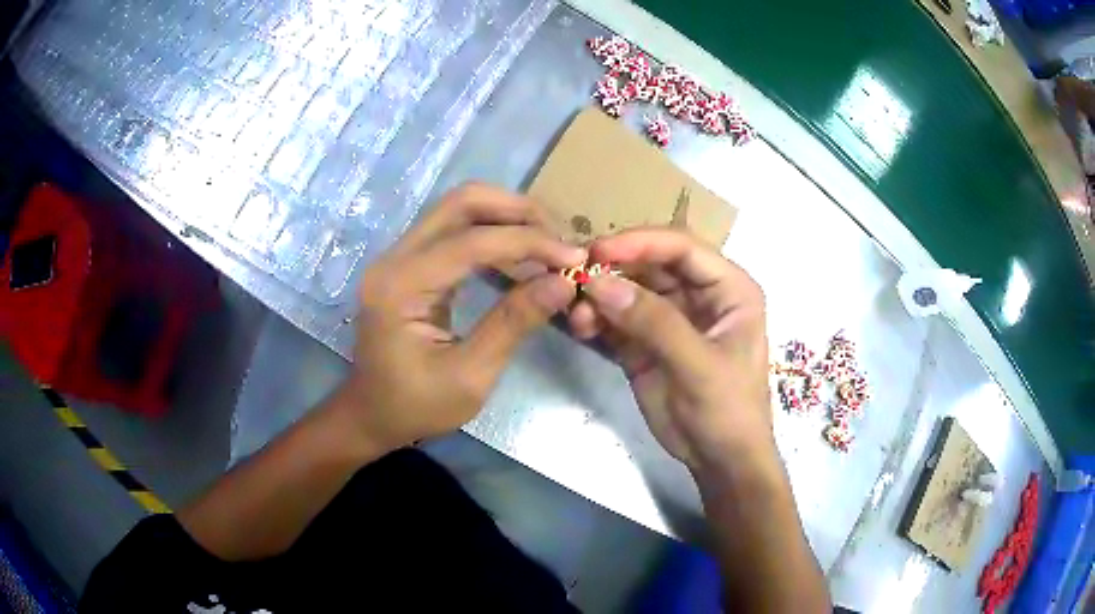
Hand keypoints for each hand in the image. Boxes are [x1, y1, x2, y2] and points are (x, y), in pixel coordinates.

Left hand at [331, 182, 584, 453]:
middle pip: (461, 202)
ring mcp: (399, 256)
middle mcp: (395, 258)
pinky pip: (455, 229)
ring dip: (508, 216)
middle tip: (560, 238)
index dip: (528, 242)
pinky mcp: (409, 262)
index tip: (574, 258)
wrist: (371, 414)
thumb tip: (564, 282)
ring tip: (549, 242)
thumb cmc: (416, 406)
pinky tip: (521, 253)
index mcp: (401, 287)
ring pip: (459, 208)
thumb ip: (513, 324)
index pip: (471, 241)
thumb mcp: (470, 377)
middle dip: (518, 211)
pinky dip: (493, 231)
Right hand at [568, 228, 773, 471]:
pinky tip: (581, 327)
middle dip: (613, 268)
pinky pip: (616, 318)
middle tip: (575, 278)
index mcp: (728, 288)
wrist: (719, 460)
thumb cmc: (728, 410)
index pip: (682, 248)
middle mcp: (699, 294)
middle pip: (650, 264)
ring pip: (629, 289)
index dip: (641, 243)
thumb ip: (655, 323)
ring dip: (600, 296)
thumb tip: (599, 283)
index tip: (599, 250)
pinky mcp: (645, 342)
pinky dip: (596, 318)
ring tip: (577, 315)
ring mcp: (670, 317)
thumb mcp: (699, 366)